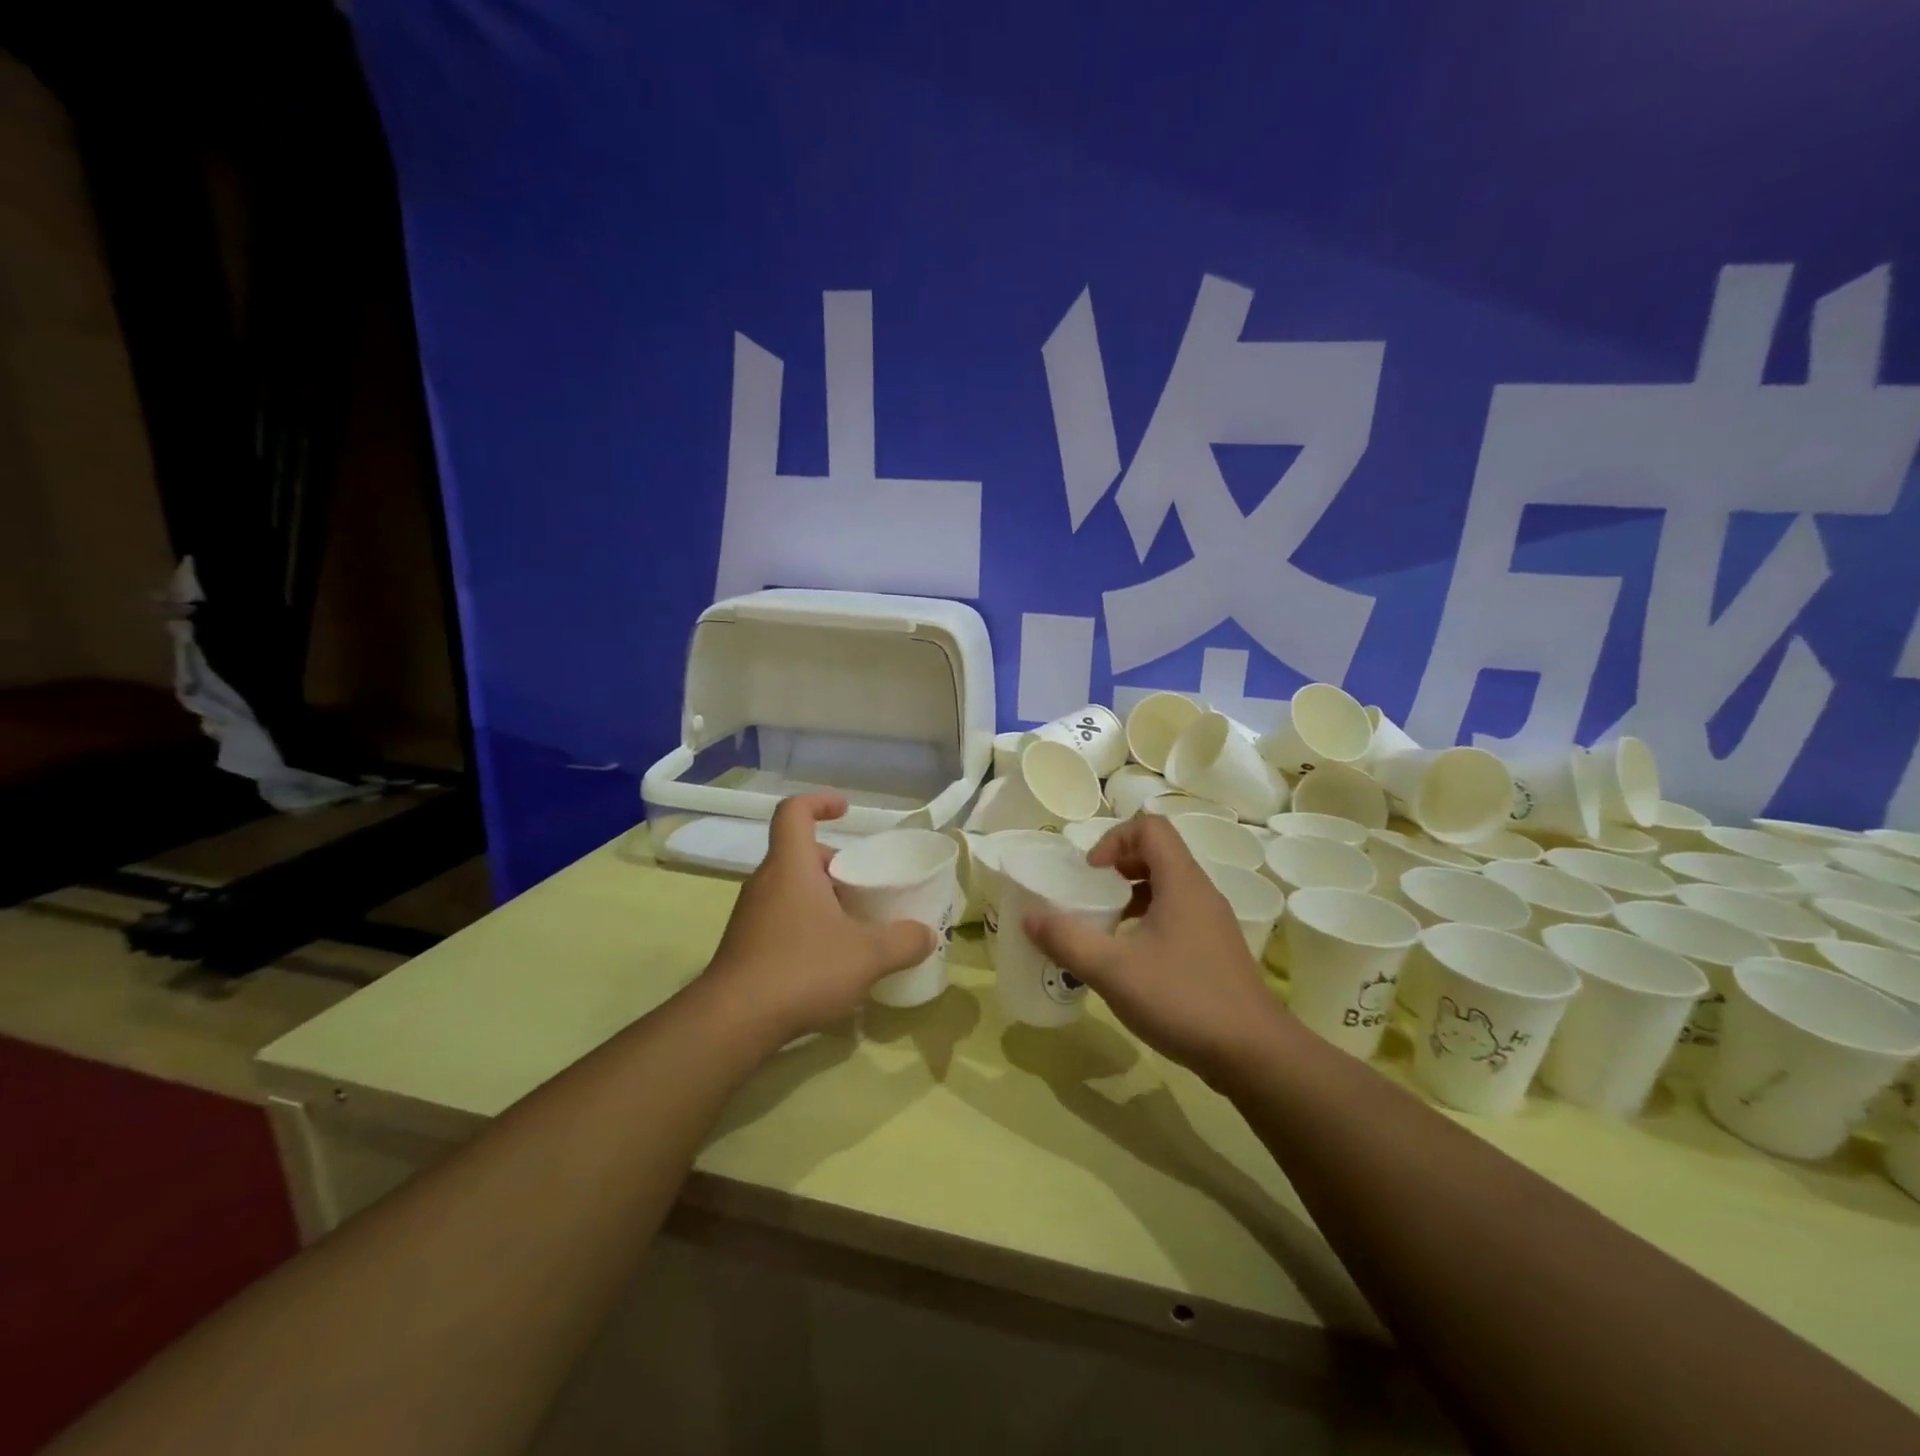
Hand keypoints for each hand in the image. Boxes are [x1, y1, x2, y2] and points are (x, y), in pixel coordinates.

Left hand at [703, 794, 934, 1047]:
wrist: (733, 1022)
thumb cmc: (802, 969)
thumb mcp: (867, 955)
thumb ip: (903, 941)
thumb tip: (927, 935)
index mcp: (790, 866)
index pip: (794, 812)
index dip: (819, 802)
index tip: (846, 810)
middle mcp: (766, 882)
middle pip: (799, 854)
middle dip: (835, 864)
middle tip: (864, 886)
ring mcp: (751, 915)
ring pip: (791, 889)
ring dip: (822, 897)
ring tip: (854, 926)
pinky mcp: (745, 946)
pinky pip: (781, 919)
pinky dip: (807, 925)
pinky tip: (830, 961)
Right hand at [1025, 815, 1289, 1082]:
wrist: (1254, 1054)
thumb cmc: (1182, 999)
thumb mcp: (1112, 970)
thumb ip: (1067, 940)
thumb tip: (1029, 917)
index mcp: (1181, 882)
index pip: (1150, 828)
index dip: (1115, 839)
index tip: (1092, 873)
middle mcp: (1201, 893)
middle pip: (1159, 854)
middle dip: (1118, 866)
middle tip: (1092, 895)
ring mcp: (1212, 923)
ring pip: (1168, 887)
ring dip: (1132, 895)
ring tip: (1106, 927)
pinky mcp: (1216, 950)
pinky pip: (1177, 915)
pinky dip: (1148, 921)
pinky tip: (1132, 959)